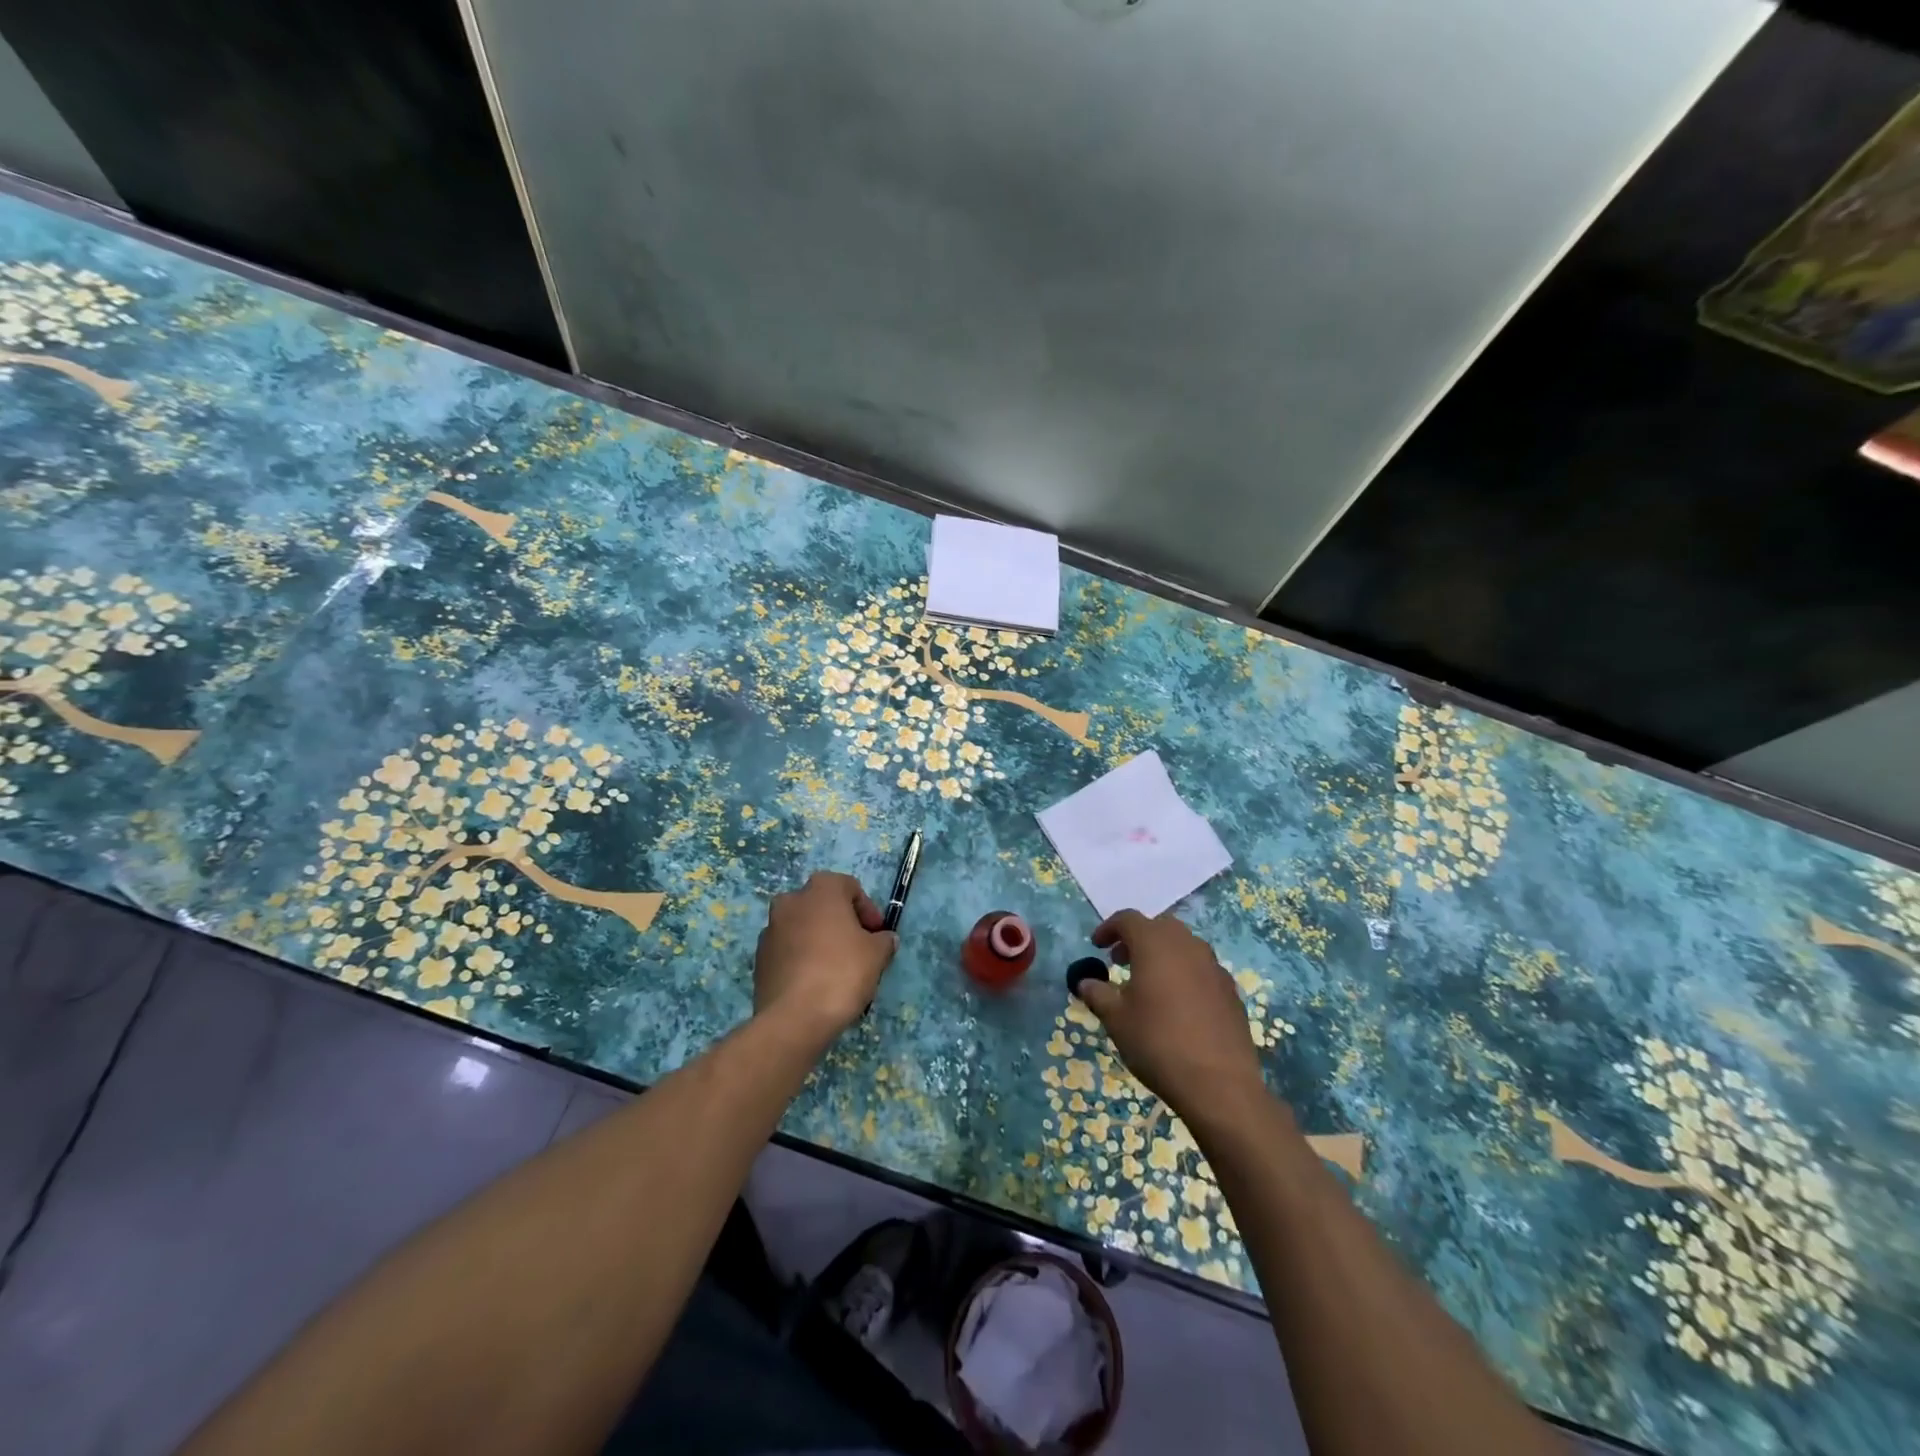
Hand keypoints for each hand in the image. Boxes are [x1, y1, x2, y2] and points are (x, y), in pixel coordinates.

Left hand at [754, 871, 897, 1041]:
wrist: (794, 1018)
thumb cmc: (842, 972)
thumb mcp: (877, 954)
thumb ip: (884, 940)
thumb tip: (884, 939)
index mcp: (821, 889)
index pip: (850, 888)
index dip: (868, 911)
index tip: (877, 935)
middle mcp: (791, 901)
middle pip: (823, 906)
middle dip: (841, 923)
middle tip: (858, 949)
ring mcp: (770, 929)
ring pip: (803, 928)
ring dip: (819, 940)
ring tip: (837, 970)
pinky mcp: (759, 958)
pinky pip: (788, 950)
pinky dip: (802, 959)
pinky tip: (815, 983)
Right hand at [1073, 909, 1265, 1123]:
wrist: (1219, 1083)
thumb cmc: (1158, 1043)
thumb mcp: (1116, 1019)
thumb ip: (1098, 994)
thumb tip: (1085, 982)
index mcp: (1155, 944)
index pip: (1128, 919)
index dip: (1109, 928)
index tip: (1097, 946)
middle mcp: (1187, 945)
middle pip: (1159, 927)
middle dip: (1137, 938)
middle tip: (1120, 961)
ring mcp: (1213, 967)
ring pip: (1183, 946)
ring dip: (1162, 954)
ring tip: (1148, 983)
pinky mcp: (1230, 990)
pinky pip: (1201, 969)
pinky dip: (1184, 973)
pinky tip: (1177, 1004)